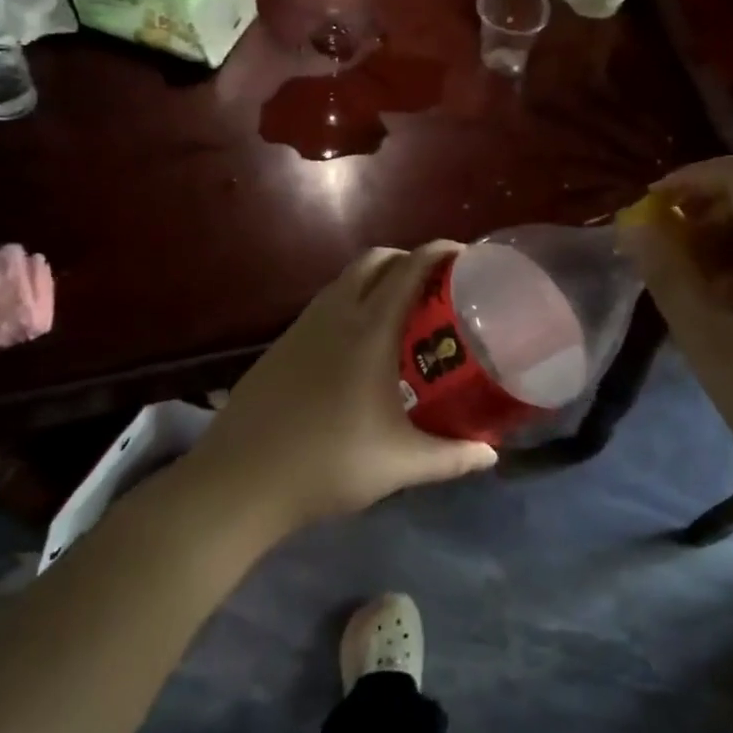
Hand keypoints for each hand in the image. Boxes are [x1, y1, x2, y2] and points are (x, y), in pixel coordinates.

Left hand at [188, 243, 497, 528]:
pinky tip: (357, 343)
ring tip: (401, 310)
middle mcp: (335, 315)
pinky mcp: (280, 344)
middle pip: (374, 260)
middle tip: (435, 285)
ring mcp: (302, 327)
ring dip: (376, 278)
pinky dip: (350, 301)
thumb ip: (451, 457)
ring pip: (344, 280)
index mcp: (369, 332)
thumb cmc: (328, 465)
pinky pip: (324, 304)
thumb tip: (491, 455)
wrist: (240, 480)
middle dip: (407, 259)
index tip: (464, 254)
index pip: (408, 270)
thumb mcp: (400, 464)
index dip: (437, 252)